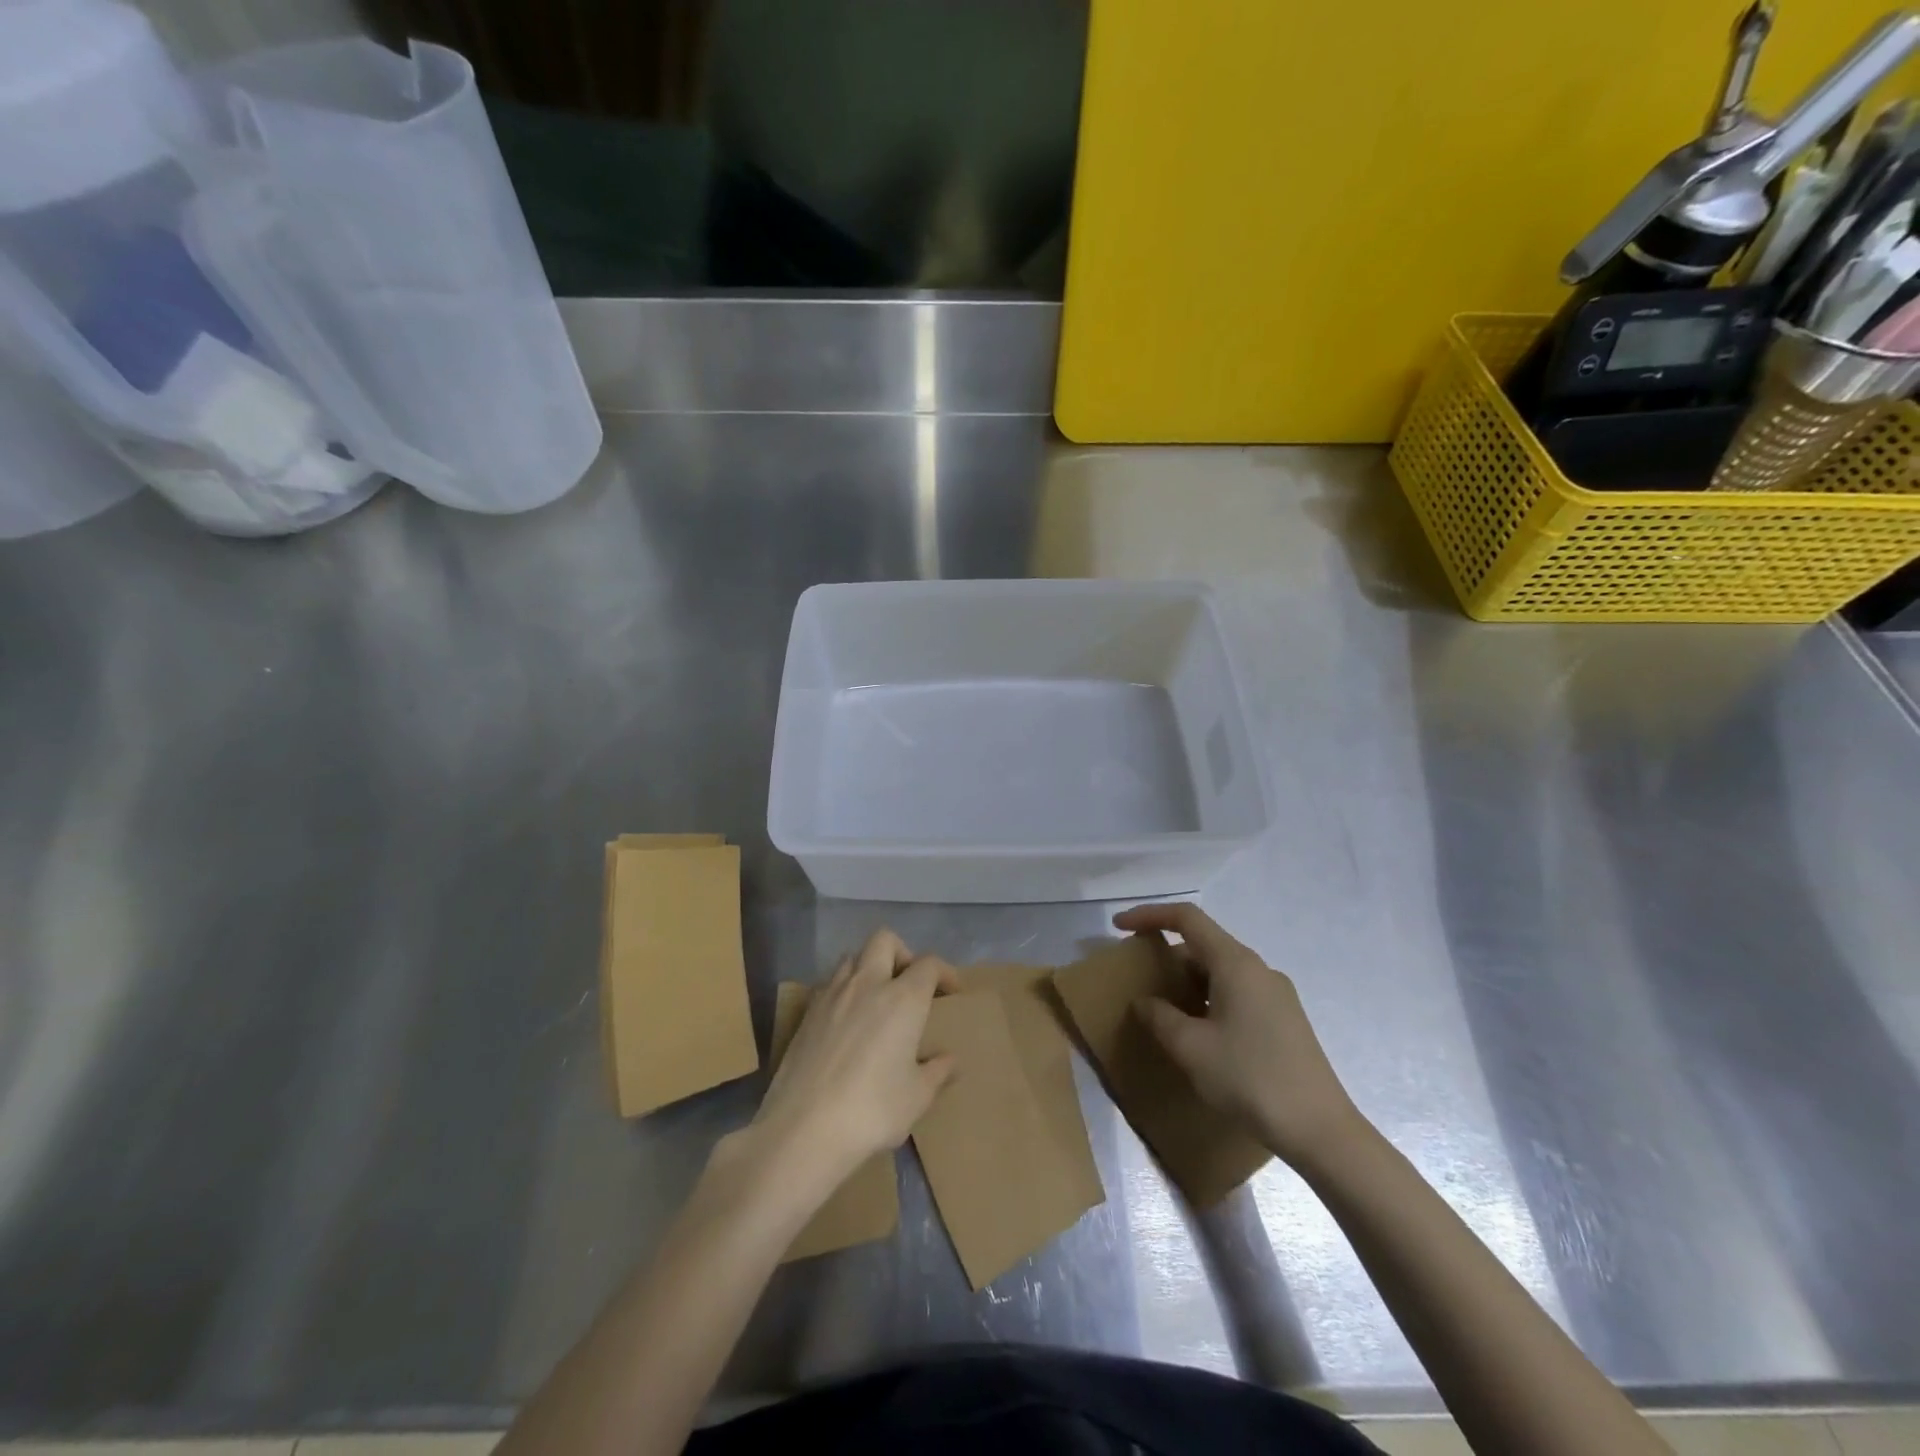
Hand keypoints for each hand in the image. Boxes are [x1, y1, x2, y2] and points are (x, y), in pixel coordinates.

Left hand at [747, 929, 957, 1198]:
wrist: (804, 1128)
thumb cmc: (872, 1110)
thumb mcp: (917, 1097)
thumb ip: (937, 1072)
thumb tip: (950, 1061)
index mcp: (903, 998)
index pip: (928, 964)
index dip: (944, 971)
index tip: (951, 991)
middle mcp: (868, 984)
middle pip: (885, 940)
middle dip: (903, 953)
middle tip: (910, 984)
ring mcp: (832, 994)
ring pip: (853, 957)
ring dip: (870, 968)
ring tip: (877, 999)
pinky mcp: (806, 1013)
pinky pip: (830, 984)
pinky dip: (844, 990)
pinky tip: (848, 1022)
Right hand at [1115, 903, 1366, 1170]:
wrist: (1320, 1130)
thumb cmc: (1250, 1078)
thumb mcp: (1191, 1048)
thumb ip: (1160, 1017)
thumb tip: (1145, 1002)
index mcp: (1236, 963)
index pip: (1187, 918)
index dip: (1149, 915)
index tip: (1118, 927)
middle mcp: (1258, 969)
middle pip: (1204, 944)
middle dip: (1166, 955)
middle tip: (1138, 977)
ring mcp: (1275, 994)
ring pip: (1220, 971)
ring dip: (1187, 981)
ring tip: (1162, 1008)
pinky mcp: (1284, 1019)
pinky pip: (1236, 992)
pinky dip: (1207, 998)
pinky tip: (1198, 1032)